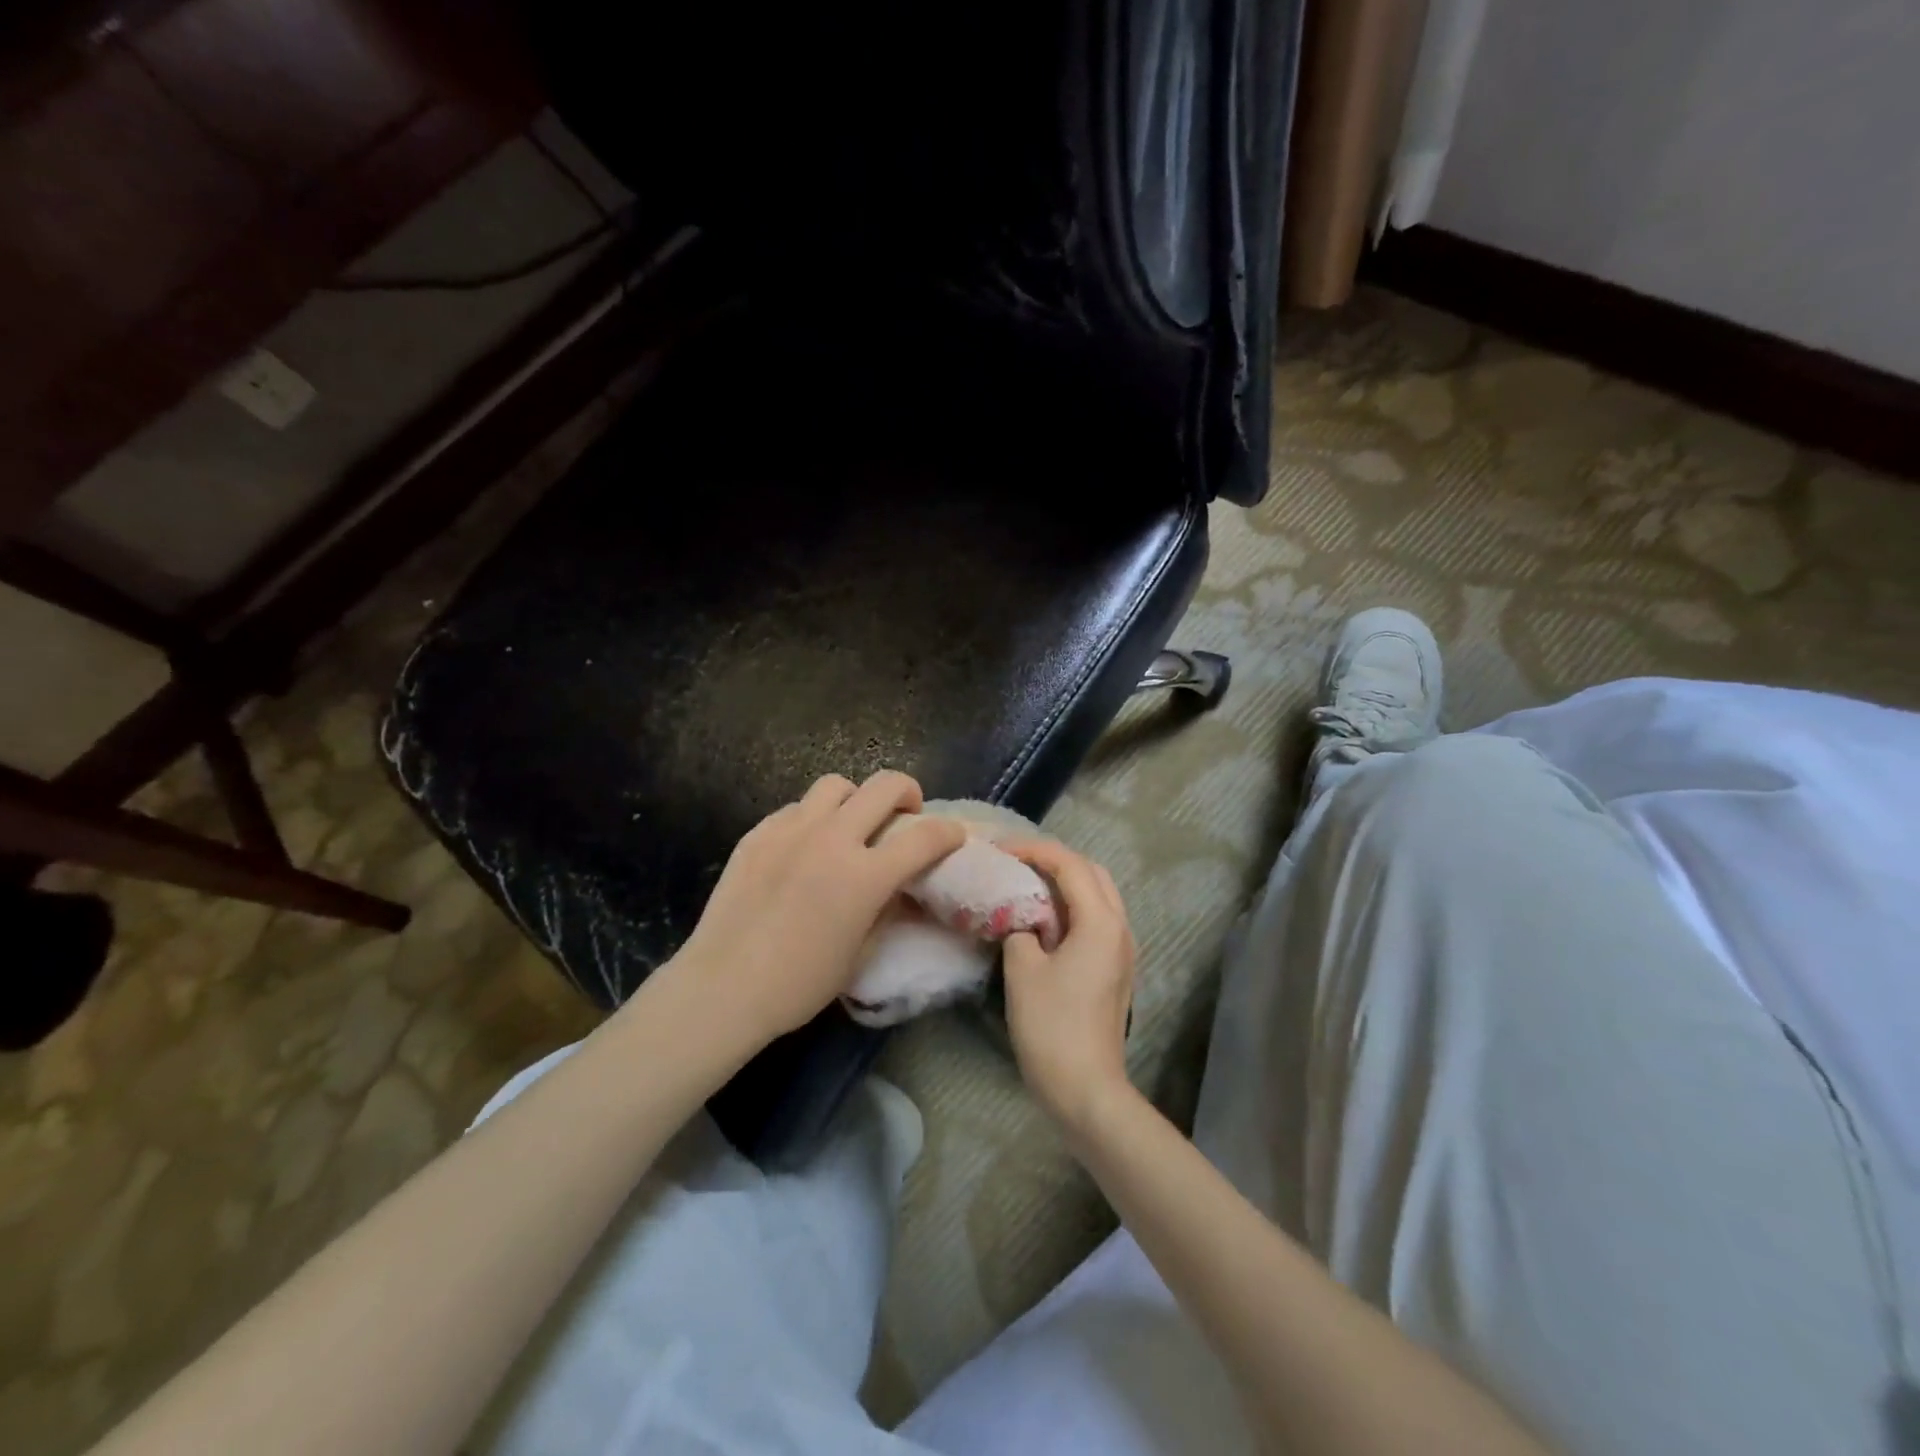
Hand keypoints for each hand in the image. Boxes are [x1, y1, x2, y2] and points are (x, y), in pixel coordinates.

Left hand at [665, 772, 967, 1048]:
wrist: (723, 987)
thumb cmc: (799, 984)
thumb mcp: (860, 953)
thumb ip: (886, 910)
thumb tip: (901, 890)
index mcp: (865, 876)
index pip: (924, 838)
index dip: (948, 833)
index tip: (953, 836)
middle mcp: (832, 839)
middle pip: (884, 786)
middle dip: (907, 792)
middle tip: (906, 813)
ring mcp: (791, 830)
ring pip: (835, 784)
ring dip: (855, 798)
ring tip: (851, 824)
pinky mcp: (758, 833)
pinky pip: (796, 808)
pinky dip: (813, 819)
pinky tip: (805, 847)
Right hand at [1000, 840, 1136, 1132]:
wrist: (1086, 1089)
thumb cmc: (1052, 1027)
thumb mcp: (1022, 970)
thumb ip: (1019, 929)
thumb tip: (1022, 919)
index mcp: (1100, 921)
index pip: (1069, 864)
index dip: (1033, 850)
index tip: (1000, 850)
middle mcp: (1119, 927)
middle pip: (1091, 872)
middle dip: (1054, 860)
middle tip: (1016, 863)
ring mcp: (1122, 949)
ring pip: (1097, 895)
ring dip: (1064, 883)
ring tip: (1026, 885)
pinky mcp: (1115, 968)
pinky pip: (1096, 919)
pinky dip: (1071, 907)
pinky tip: (1043, 919)